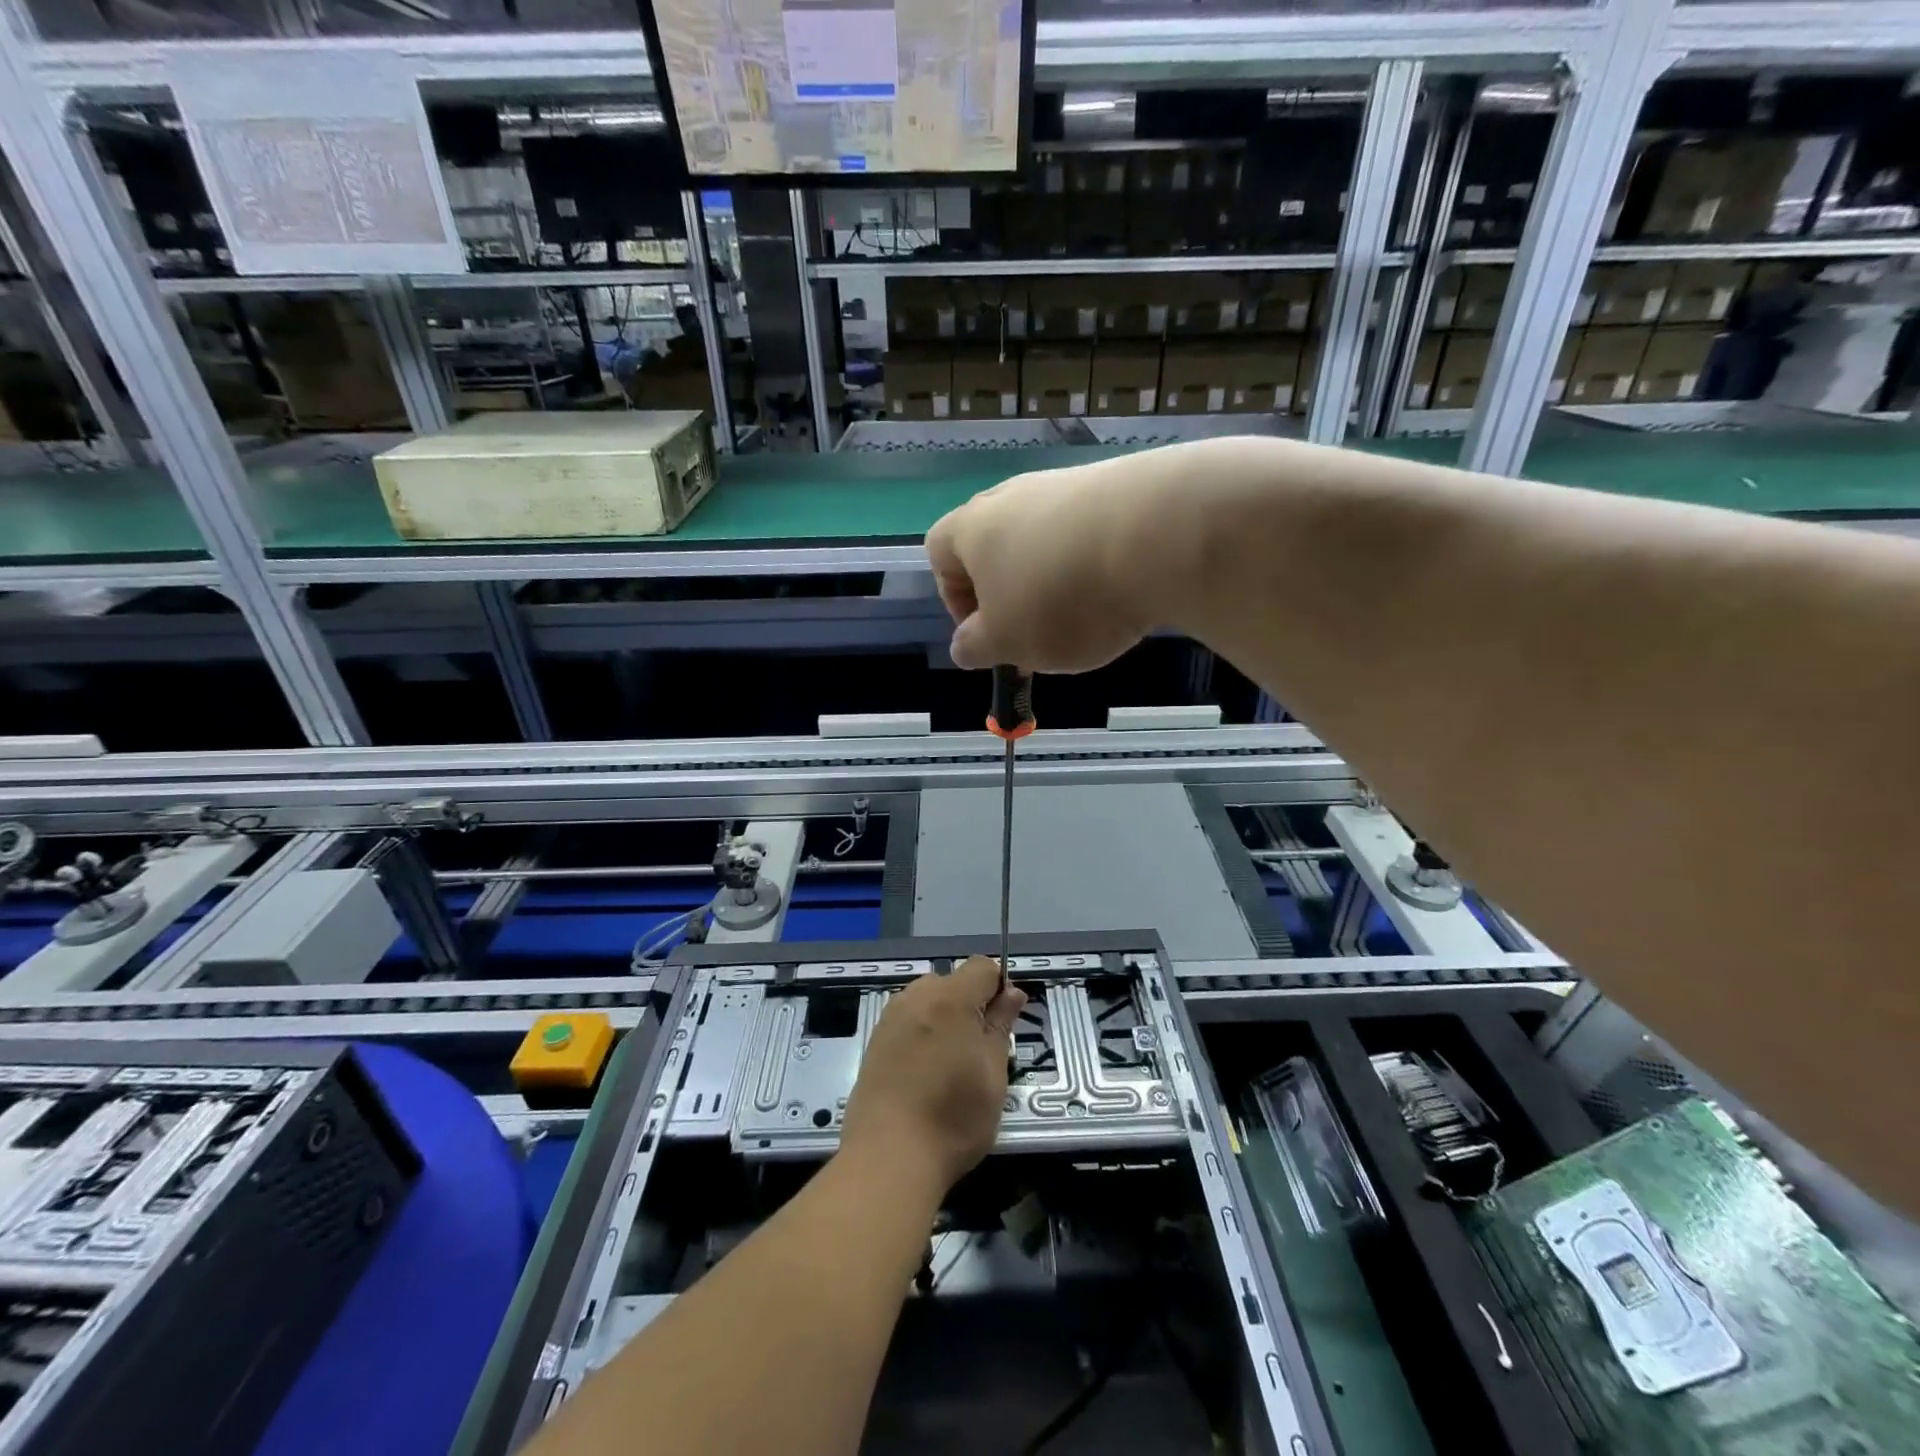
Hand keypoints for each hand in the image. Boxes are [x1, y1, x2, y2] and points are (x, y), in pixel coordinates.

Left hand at [840, 957, 1027, 1194]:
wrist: (888, 1158)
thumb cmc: (953, 1117)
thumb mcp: (993, 1073)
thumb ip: (1002, 1025)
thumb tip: (1012, 992)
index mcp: (950, 997)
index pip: (983, 966)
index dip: (999, 989)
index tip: (1002, 1026)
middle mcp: (916, 996)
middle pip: (954, 982)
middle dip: (971, 1005)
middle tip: (979, 1053)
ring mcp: (891, 1017)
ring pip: (929, 1001)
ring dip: (945, 1020)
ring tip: (949, 1067)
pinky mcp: (875, 1040)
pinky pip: (909, 1021)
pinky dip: (922, 1035)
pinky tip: (924, 1074)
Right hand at [924, 457, 1162, 672]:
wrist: (1159, 535)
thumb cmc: (1061, 598)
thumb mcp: (1007, 643)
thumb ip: (976, 647)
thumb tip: (965, 645)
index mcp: (972, 527)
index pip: (939, 553)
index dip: (954, 599)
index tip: (987, 633)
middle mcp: (1013, 495)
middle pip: (995, 544)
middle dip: (1010, 592)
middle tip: (1036, 631)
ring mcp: (1067, 484)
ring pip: (1046, 539)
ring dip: (1056, 578)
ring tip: (1088, 615)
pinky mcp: (1118, 484)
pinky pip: (1091, 530)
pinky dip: (1097, 562)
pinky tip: (1123, 588)